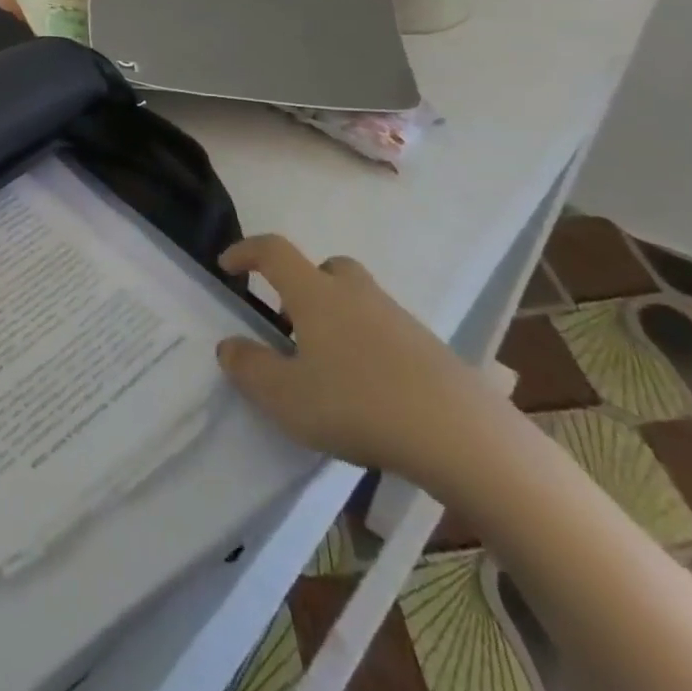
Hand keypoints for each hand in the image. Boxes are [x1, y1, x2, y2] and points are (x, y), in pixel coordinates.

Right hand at [216, 235, 508, 487]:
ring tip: (327, 367)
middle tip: (289, 322)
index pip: (273, 252)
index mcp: (316, 294)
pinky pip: (387, 333)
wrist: (464, 438)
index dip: (246, 252)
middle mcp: (356, 295)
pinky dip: (369, 348)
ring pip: (359, 301)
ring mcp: (399, 320)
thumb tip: (230, 346)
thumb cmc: (358, 405)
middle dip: (303, 285)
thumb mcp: (285, 397)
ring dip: (336, 319)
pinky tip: (369, 392)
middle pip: (326, 268)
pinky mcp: (432, 351)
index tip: (227, 266)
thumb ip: (249, 368)